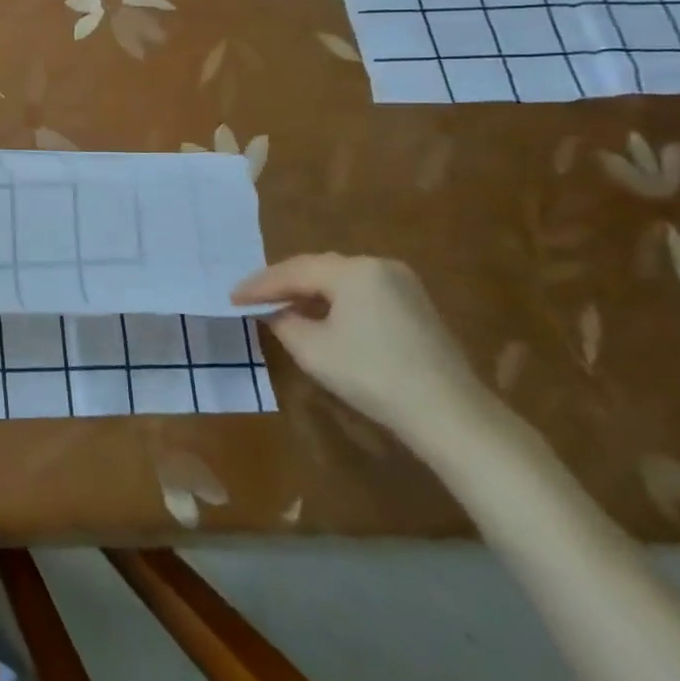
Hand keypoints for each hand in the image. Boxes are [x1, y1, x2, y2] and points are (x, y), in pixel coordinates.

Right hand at [232, 254, 490, 445]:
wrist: (449, 414)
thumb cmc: (372, 375)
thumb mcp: (312, 349)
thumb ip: (282, 321)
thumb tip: (274, 311)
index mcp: (353, 270)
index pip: (293, 271)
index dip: (259, 286)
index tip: (230, 298)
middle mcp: (378, 265)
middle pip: (317, 269)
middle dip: (282, 284)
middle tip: (251, 298)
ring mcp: (402, 284)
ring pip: (339, 280)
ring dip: (308, 292)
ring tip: (279, 306)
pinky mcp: (415, 305)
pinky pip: (361, 293)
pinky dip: (334, 301)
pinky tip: (318, 316)